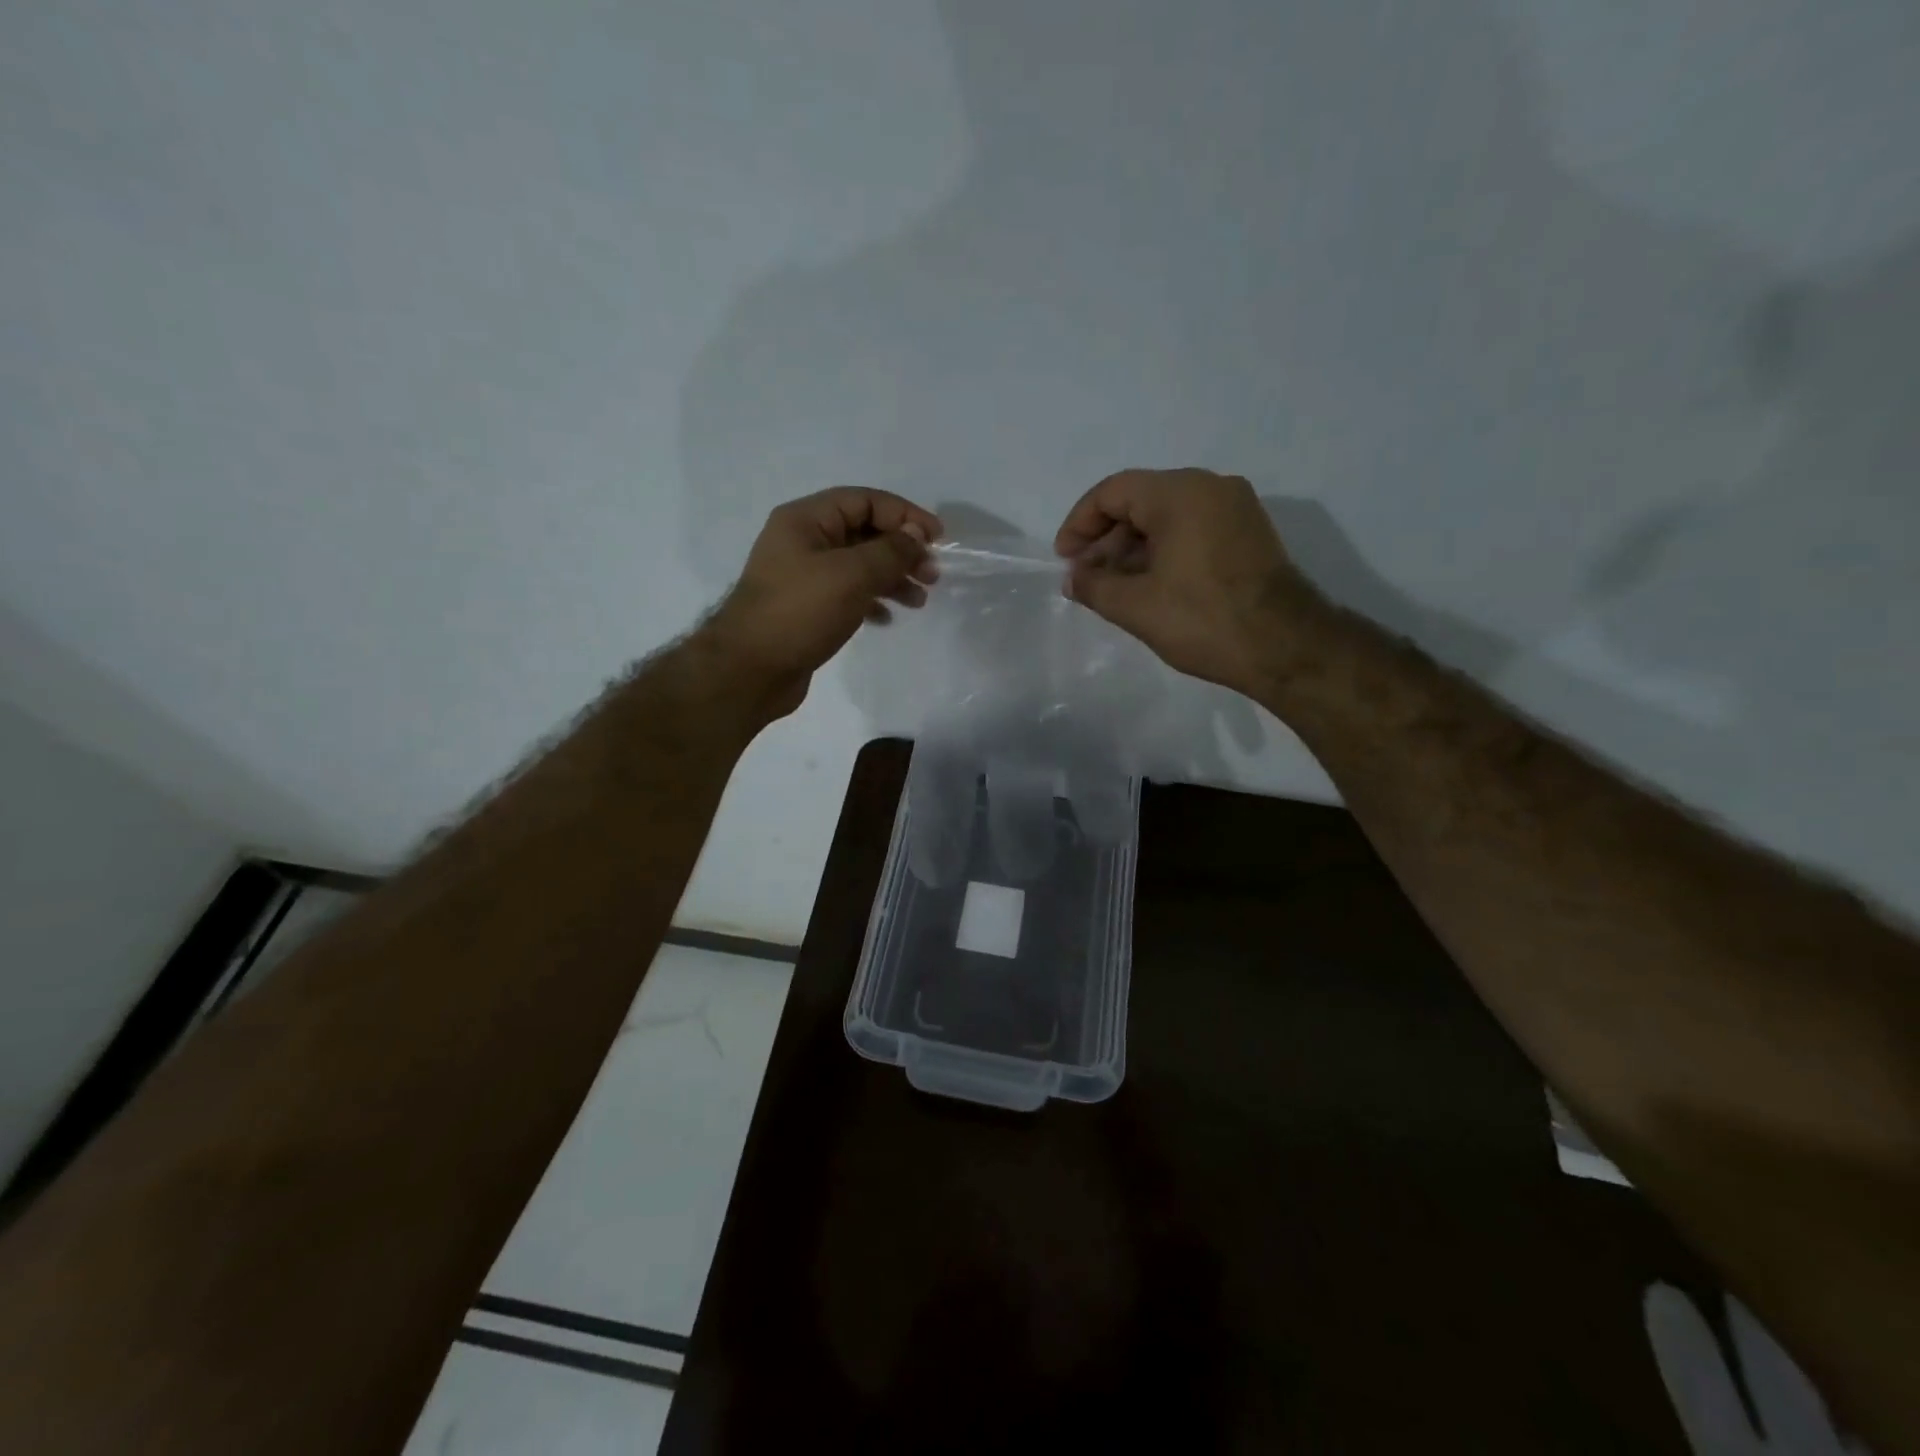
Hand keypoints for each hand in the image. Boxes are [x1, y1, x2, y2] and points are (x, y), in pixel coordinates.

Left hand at [702, 488, 942, 717]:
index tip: (938, 539)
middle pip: (863, 533)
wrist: (750, 670)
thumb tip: (916, 535)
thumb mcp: (851, 575)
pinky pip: (847, 594)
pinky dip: (871, 601)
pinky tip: (887, 619)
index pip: (864, 500)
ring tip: (919, 601)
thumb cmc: (800, 612)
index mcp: (806, 520)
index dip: (905, 514)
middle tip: (932, 575)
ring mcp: (803, 577)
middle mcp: (803, 542)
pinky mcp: (806, 609)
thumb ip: (890, 551)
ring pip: (858, 566)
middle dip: (901, 550)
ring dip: (892, 578)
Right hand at [1054, 468, 1321, 693]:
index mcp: (1180, 493)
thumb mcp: (1135, 606)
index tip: (1065, 559)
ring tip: (1113, 588)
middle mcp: (1210, 487)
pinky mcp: (1249, 533)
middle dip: (1106, 539)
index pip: (1113, 491)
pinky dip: (1164, 551)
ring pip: (1168, 516)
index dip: (1080, 523)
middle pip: (1141, 500)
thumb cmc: (1203, 620)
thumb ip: (1093, 585)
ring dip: (1133, 548)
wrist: (1284, 646)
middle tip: (1086, 577)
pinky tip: (1149, 586)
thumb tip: (1073, 578)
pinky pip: (1193, 529)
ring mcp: (1235, 509)